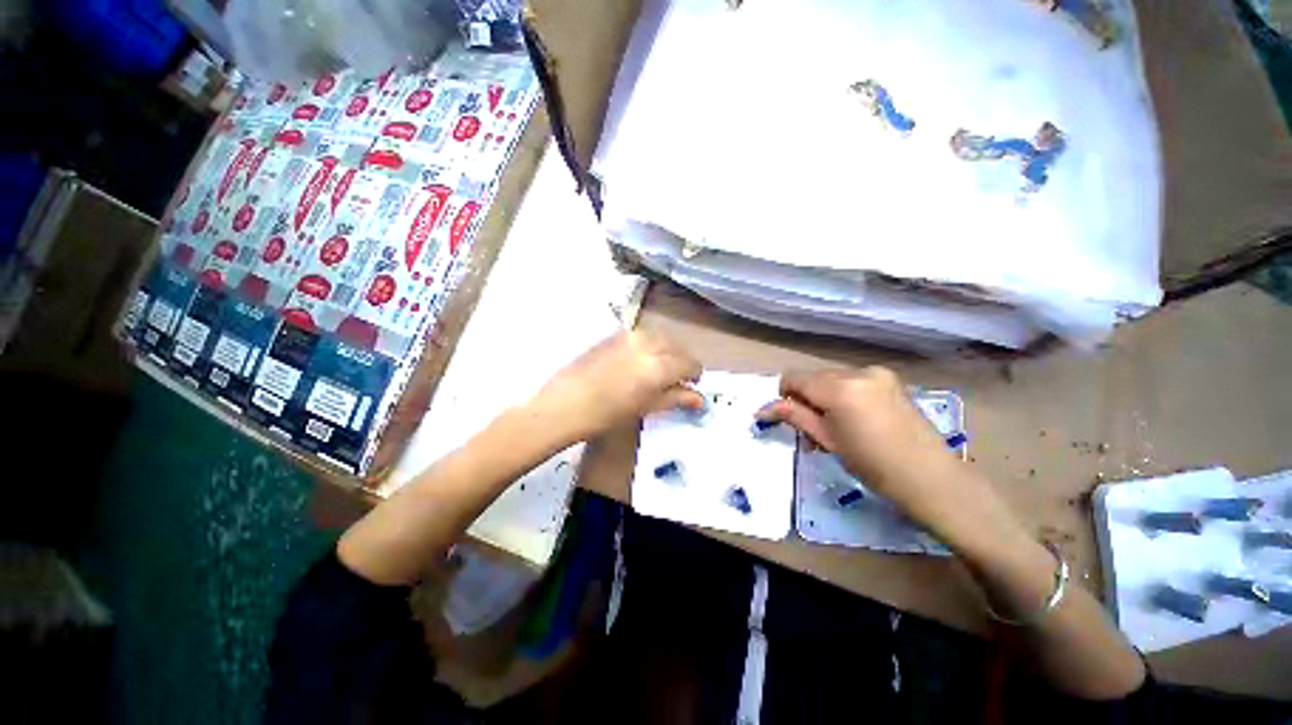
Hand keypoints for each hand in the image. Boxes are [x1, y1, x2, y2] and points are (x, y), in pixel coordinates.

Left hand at [532, 331, 703, 442]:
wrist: (567, 402)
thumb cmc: (609, 413)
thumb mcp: (647, 407)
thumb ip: (676, 398)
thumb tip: (699, 398)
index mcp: (660, 365)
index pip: (691, 363)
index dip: (694, 375)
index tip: (690, 385)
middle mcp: (649, 344)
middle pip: (678, 347)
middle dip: (681, 361)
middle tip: (675, 379)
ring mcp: (631, 335)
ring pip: (662, 338)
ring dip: (667, 351)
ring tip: (658, 369)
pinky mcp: (617, 334)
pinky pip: (643, 335)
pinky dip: (650, 346)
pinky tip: (640, 361)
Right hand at [758, 367, 971, 525]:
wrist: (931, 478)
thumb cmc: (873, 465)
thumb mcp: (827, 440)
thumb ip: (795, 416)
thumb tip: (762, 409)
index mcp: (839, 387)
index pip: (793, 377)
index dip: (783, 395)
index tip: (787, 418)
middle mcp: (857, 371)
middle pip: (813, 376)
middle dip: (805, 398)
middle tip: (811, 429)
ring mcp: (877, 373)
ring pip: (831, 378)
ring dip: (823, 397)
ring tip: (833, 426)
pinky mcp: (889, 379)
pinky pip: (852, 380)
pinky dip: (842, 394)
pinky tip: (853, 418)